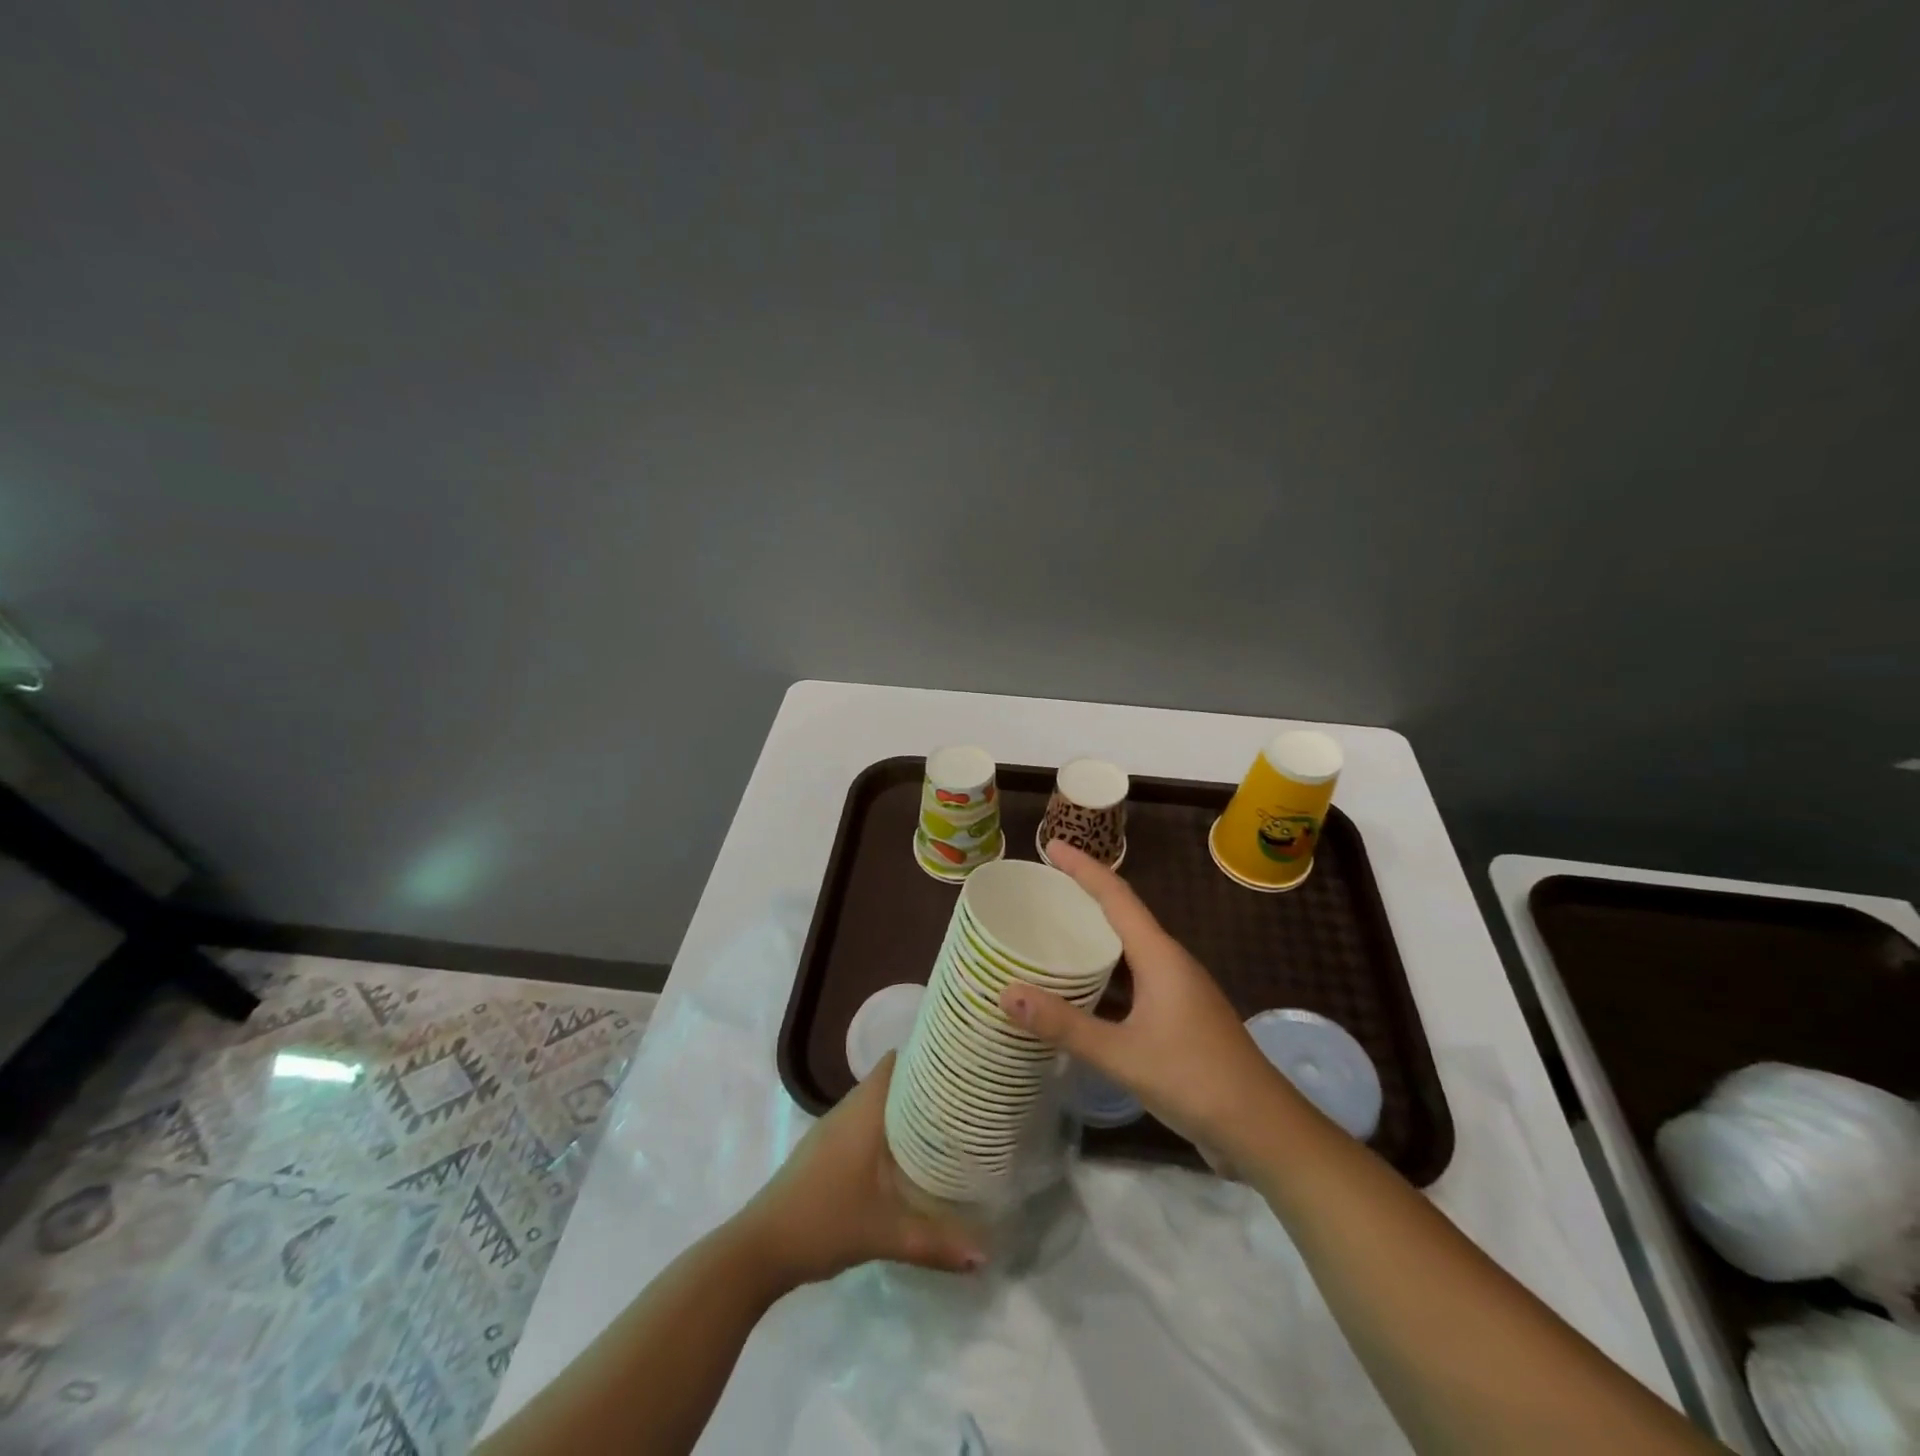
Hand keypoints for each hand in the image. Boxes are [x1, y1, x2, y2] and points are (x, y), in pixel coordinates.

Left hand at [735, 1052, 984, 1288]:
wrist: (760, 1248)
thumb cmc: (824, 1222)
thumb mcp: (885, 1234)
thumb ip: (935, 1242)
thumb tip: (984, 1256)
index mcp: (863, 1111)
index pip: (896, 1061)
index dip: (926, 1055)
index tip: (960, 1061)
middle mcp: (848, 1110)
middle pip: (889, 1079)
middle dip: (923, 1083)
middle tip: (964, 1095)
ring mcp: (832, 1129)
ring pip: (875, 1102)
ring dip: (904, 1106)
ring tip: (945, 1119)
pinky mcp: (823, 1150)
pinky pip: (863, 1121)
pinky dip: (887, 1126)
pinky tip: (907, 1153)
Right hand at [999, 841, 1296, 1167]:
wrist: (1263, 1129)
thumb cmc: (1195, 1079)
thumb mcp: (1122, 1054)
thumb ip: (1065, 1025)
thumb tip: (1006, 993)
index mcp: (1160, 956)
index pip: (1117, 896)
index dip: (1083, 868)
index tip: (1052, 847)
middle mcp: (1171, 963)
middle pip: (1124, 915)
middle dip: (1085, 896)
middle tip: (1043, 888)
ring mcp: (1179, 991)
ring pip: (1130, 949)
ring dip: (1095, 936)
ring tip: (1054, 931)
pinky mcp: (1180, 1017)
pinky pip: (1135, 978)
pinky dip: (1106, 973)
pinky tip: (1083, 991)